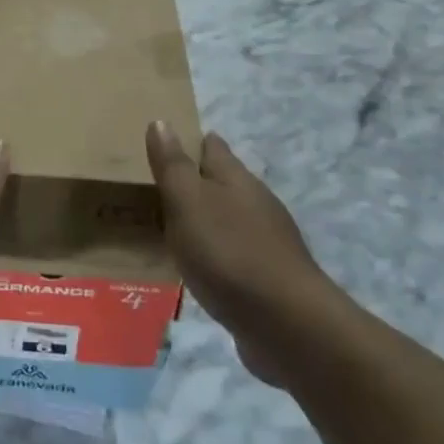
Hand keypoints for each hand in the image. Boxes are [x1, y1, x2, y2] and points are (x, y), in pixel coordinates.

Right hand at [146, 122, 329, 385]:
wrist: (286, 323)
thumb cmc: (228, 252)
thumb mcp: (188, 202)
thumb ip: (173, 165)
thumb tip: (161, 121)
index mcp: (235, 178)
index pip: (212, 147)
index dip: (190, 141)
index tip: (165, 143)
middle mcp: (255, 202)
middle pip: (222, 182)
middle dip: (195, 181)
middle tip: (157, 187)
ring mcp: (267, 241)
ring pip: (228, 218)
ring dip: (204, 219)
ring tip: (171, 228)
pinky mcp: (269, 277)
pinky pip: (233, 254)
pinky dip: (214, 254)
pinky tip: (199, 268)